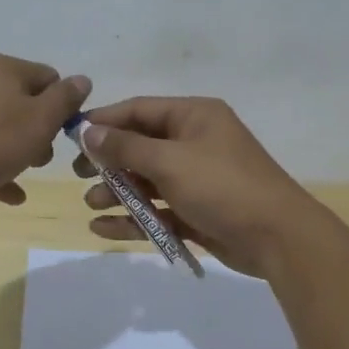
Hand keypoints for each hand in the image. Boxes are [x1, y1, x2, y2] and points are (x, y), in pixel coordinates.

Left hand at [0, 55, 89, 204]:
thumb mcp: (39, 121)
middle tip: (42, 159)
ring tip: (24, 176)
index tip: (64, 136)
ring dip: (17, 150)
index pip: (51, 79)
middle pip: (24, 103)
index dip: (64, 107)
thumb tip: (82, 79)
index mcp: (8, 69)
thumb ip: (65, 99)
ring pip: (1, 127)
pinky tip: (8, 195)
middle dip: (39, 132)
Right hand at [74, 97, 321, 275]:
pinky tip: (104, 229)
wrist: (278, 238)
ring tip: (92, 205)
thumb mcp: (170, 161)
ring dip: (117, 192)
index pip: (138, 110)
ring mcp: (197, 178)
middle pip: (140, 145)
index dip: (103, 122)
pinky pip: (158, 209)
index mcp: (194, 116)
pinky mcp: (198, 211)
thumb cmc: (222, 187)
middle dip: (108, 161)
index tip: (70, 138)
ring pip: (147, 180)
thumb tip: (87, 130)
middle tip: (77, 176)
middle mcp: (195, 142)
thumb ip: (125, 147)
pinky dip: (133, 218)